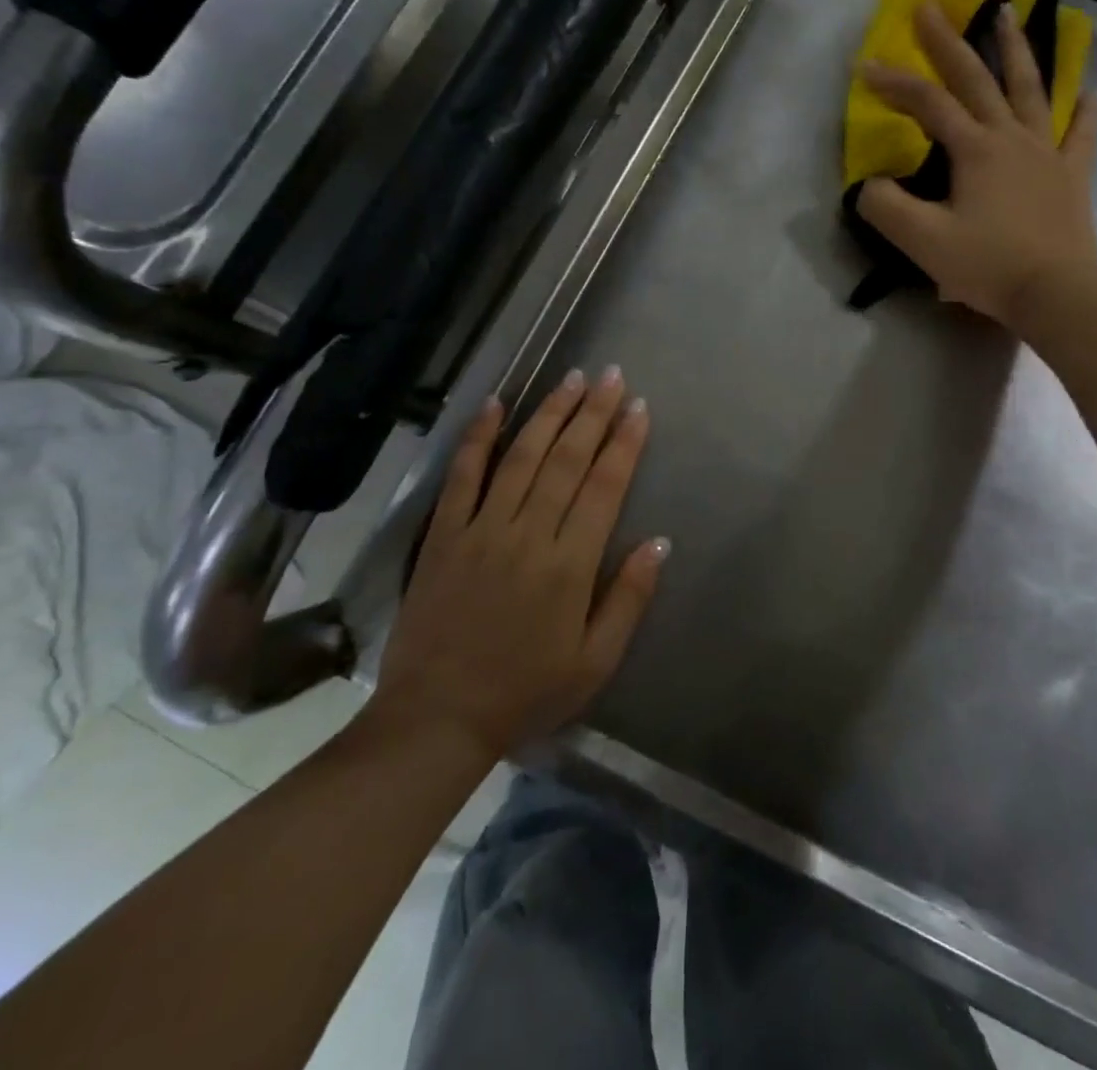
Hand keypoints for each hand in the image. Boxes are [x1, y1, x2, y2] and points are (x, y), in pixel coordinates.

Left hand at [369, 367, 668, 760]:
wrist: (437, 718)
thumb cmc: (526, 693)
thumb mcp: (594, 661)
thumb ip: (629, 598)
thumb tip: (659, 541)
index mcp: (569, 565)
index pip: (604, 487)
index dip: (625, 444)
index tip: (640, 409)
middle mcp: (528, 534)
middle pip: (567, 460)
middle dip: (593, 413)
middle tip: (613, 376)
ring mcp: (481, 529)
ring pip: (522, 457)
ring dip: (549, 413)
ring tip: (572, 378)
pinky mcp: (443, 535)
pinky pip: (462, 476)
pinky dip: (478, 437)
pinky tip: (495, 404)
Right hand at [856, 0, 1096, 332]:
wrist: (1055, 293)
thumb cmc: (987, 265)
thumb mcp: (923, 241)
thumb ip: (886, 208)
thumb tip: (870, 185)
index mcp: (974, 149)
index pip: (928, 104)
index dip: (894, 83)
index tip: (864, 66)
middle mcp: (1011, 137)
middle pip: (977, 79)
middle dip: (949, 42)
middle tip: (930, 6)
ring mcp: (1047, 153)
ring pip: (1031, 90)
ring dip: (1016, 50)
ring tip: (1008, 14)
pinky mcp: (1072, 177)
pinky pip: (1080, 136)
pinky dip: (1083, 112)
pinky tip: (1088, 94)